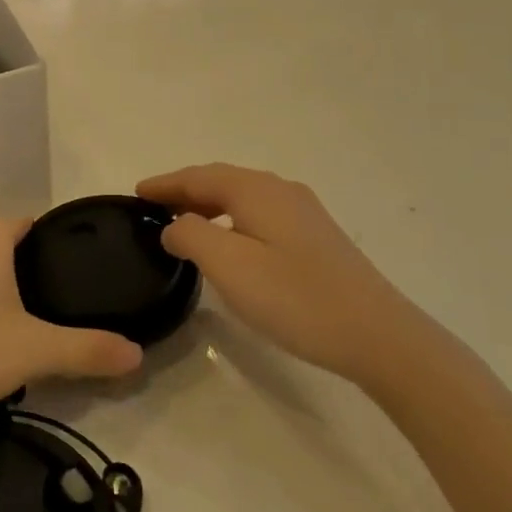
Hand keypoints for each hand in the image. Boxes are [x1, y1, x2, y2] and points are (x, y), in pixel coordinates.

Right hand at [138, 164, 422, 388]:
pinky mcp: (316, 237)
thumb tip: (175, 225)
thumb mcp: (229, 266)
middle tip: (153, 208)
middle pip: (221, 181)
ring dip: (208, 205)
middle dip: (184, 191)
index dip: (164, 184)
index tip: (135, 193)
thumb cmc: (295, 298)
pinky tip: (230, 243)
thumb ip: (191, 236)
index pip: (198, 176)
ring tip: (183, 225)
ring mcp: (303, 212)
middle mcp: (280, 190)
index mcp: (256, 190)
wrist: (377, 334)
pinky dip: (232, 218)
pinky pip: (260, 214)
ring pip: (242, 197)